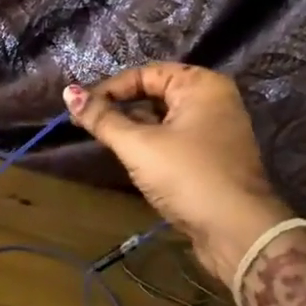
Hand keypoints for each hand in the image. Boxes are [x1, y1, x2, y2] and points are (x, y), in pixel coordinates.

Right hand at [63, 64, 290, 281]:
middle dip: (120, 109)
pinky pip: (173, 141)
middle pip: (154, 95)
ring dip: (133, 129)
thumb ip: (102, 119)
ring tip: (102, 142)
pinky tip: (130, 160)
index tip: (80, 109)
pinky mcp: (211, 158)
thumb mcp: (139, 145)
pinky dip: (150, 146)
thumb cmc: (187, 176)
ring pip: (162, 120)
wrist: (237, 231)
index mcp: (201, 85)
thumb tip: (68, 92)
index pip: (145, 74)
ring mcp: (215, 131)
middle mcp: (212, 101)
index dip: (109, 89)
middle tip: (86, 126)